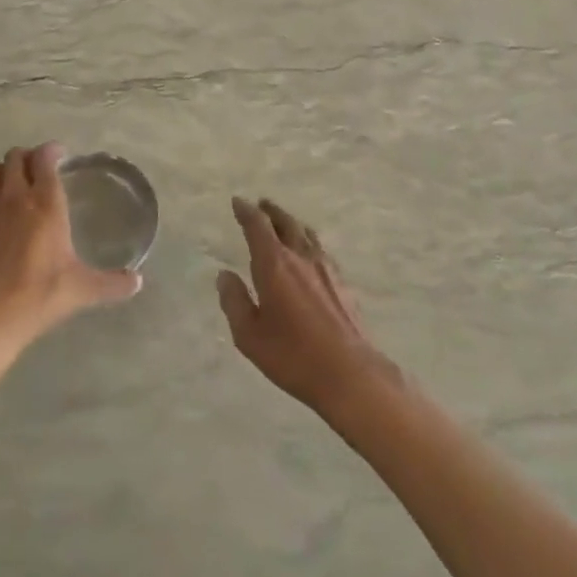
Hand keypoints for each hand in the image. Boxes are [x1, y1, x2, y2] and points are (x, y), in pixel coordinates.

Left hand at [0, 143, 141, 352]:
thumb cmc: (39, 296)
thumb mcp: (82, 289)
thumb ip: (112, 283)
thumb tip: (137, 282)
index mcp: (45, 204)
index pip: (45, 158)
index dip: (52, 151)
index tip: (61, 155)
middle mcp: (16, 196)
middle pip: (16, 156)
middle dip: (29, 157)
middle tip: (41, 170)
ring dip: (6, 170)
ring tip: (18, 184)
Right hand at [217, 197, 398, 416]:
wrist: (351, 374)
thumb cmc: (293, 355)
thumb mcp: (249, 335)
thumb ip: (234, 301)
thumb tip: (225, 275)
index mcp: (274, 264)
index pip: (258, 226)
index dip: (246, 211)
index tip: (238, 202)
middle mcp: (301, 257)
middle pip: (286, 223)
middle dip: (271, 212)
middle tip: (261, 204)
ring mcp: (326, 269)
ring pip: (307, 234)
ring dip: (292, 223)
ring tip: (285, 222)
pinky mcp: (343, 284)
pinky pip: (321, 250)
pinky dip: (309, 242)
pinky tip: (310, 253)